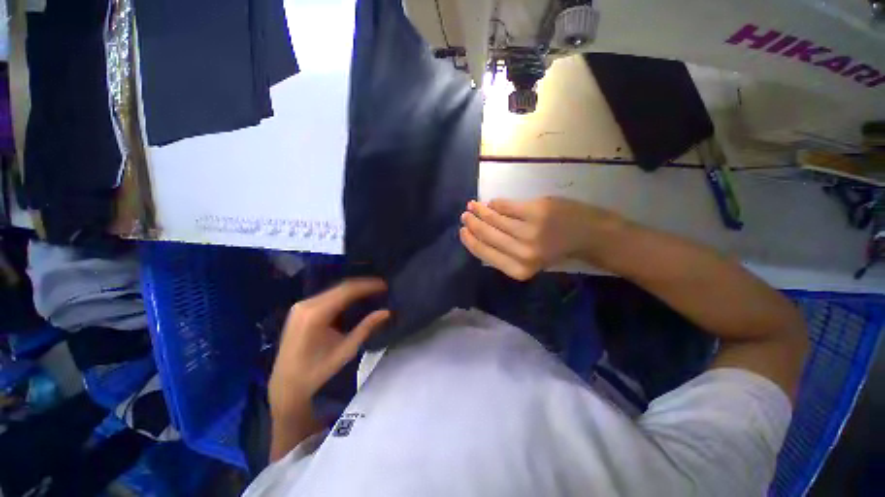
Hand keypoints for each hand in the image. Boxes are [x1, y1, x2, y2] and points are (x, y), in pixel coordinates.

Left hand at [269, 278, 389, 412]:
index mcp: (316, 314)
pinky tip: (354, 298)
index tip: (384, 285)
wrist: (286, 384)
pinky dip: (343, 295)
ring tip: (372, 291)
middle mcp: (307, 305)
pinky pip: (327, 296)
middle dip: (363, 285)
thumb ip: (366, 328)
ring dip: (354, 289)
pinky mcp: (300, 309)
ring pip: (334, 290)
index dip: (367, 286)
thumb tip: (386, 312)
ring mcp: (301, 305)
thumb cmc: (317, 370)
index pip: (347, 291)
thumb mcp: (346, 350)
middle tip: (381, 287)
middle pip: (340, 287)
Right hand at [459, 197, 625, 280]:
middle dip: (472, 223)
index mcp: (519, 269)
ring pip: (494, 218)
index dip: (470, 241)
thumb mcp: (528, 261)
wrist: (589, 235)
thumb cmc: (556, 250)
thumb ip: (504, 253)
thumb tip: (479, 235)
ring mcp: (529, 230)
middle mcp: (522, 252)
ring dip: (480, 210)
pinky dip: (497, 203)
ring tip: (472, 205)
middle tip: (465, 215)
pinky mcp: (536, 211)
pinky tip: (491, 203)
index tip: (462, 231)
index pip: (484, 253)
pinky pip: (506, 205)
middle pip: (487, 234)